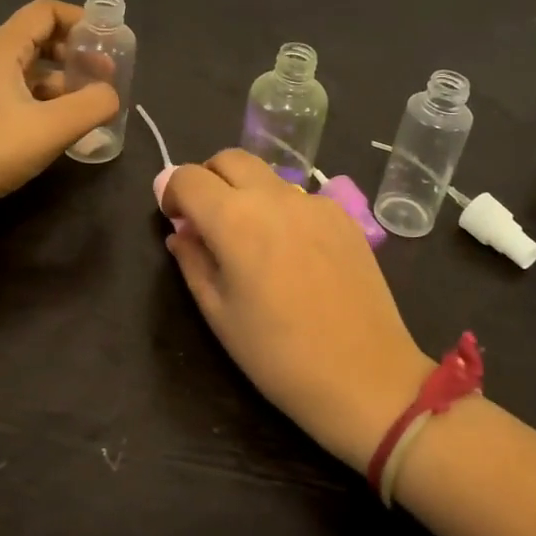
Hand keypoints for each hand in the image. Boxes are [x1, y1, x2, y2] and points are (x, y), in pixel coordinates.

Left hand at [0, 0, 119, 228]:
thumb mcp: (54, 127)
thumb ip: (93, 105)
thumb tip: (111, 95)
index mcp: (3, 48)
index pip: (45, 11)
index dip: (80, 19)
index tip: (108, 41)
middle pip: (39, 36)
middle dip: (76, 51)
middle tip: (104, 75)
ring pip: (30, 67)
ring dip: (63, 78)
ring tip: (89, 103)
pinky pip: (19, 91)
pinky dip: (45, 98)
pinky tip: (61, 124)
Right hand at [162, 151, 433, 471]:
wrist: (365, 376)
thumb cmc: (278, 355)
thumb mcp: (219, 314)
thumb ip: (193, 261)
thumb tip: (181, 232)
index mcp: (235, 219)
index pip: (188, 177)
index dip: (171, 192)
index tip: (174, 219)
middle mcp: (275, 196)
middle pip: (230, 159)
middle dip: (208, 179)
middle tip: (206, 219)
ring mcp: (315, 202)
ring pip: (268, 176)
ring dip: (246, 193)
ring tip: (252, 242)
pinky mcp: (344, 216)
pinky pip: (300, 198)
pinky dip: (282, 210)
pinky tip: (293, 255)